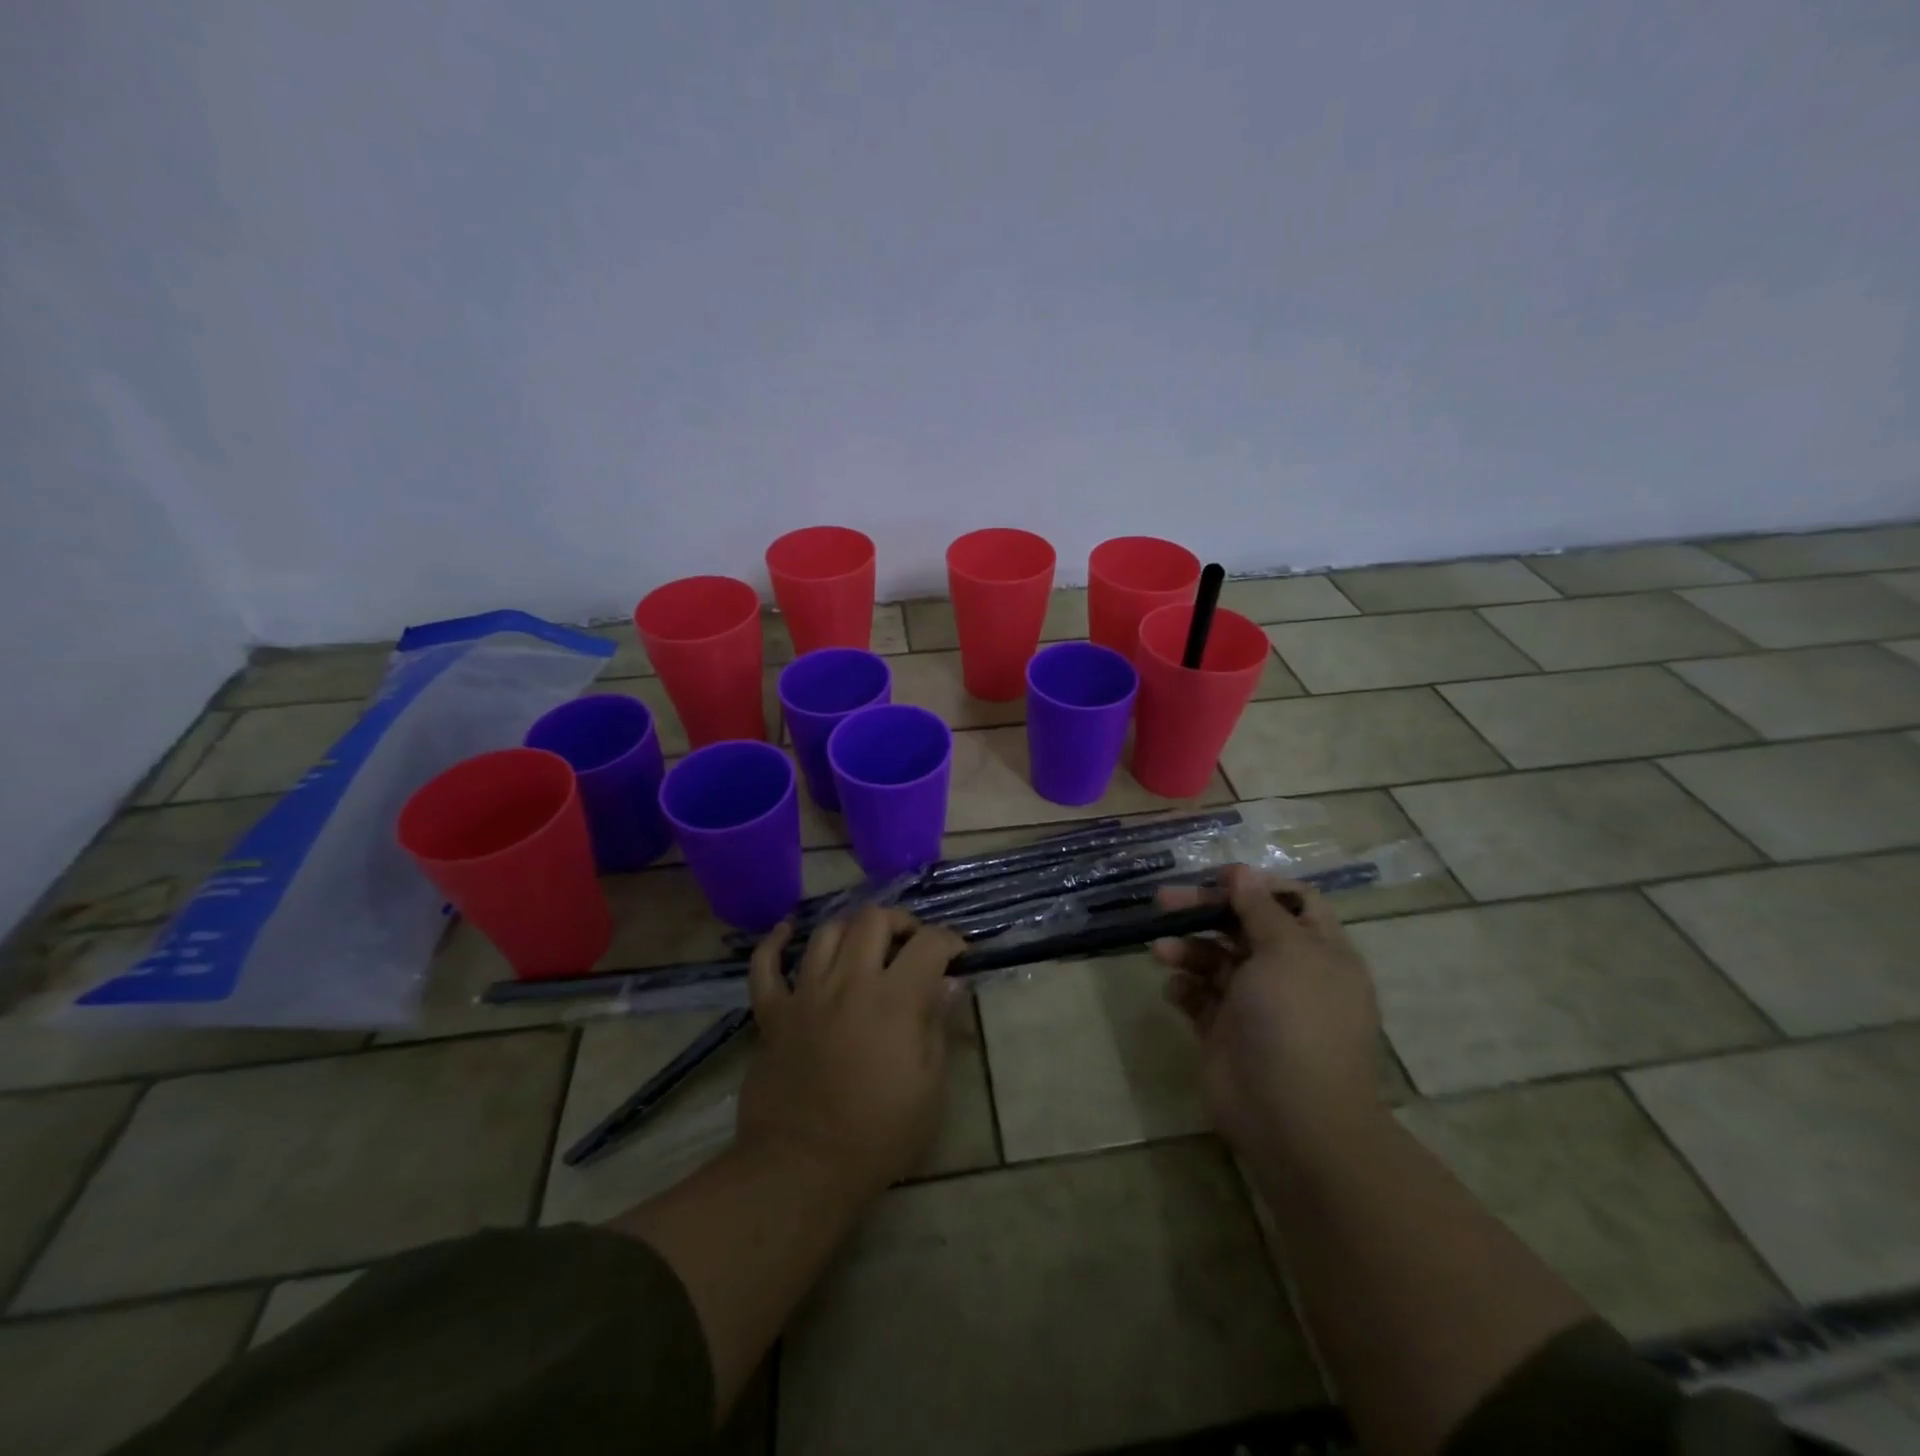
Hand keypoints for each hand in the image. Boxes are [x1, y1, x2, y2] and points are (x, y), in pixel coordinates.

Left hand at [737, 906, 964, 1201]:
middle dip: (900, 922)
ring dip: (851, 928)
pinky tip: (787, 931)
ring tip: (864, 944)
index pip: (928, 944)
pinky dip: (774, 943)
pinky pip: (765, 966)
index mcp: (894, 999)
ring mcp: (805, 994)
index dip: (949, 939)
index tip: (958, 952)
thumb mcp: (929, 1086)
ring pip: (826, 932)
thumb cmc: (878, 1134)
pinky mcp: (772, 1013)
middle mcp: (849, 982)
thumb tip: (949, 983)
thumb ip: (937, 1025)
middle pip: (873, 920)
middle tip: (911, 944)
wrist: (803, 1169)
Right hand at [1153, 865, 1384, 1167]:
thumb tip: (1245, 872)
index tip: (1218, 878)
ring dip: (1186, 949)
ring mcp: (1254, 1005)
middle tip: (1164, 901)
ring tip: (1161, 952)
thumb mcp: (1287, 952)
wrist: (1292, 1119)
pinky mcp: (1224, 1032)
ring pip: (1214, 960)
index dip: (1255, 885)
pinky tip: (1175, 991)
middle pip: (1243, 925)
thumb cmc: (1296, 1022)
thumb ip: (1260, 909)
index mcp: (1318, 952)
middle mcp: (1287, 973)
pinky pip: (1199, 997)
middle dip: (1205, 910)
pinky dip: (1184, 988)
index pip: (1291, 901)